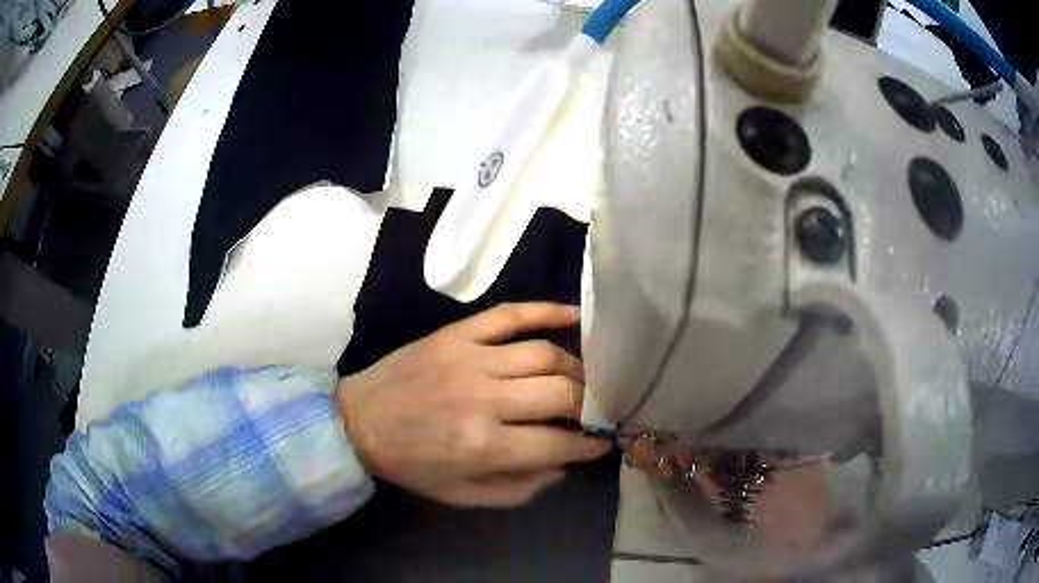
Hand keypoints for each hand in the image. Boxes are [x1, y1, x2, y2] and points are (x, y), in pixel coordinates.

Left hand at [336, 302, 611, 506]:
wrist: (359, 421)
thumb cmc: (412, 464)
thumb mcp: (464, 495)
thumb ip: (519, 488)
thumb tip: (563, 465)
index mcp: (484, 446)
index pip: (558, 443)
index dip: (589, 444)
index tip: (604, 440)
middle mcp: (484, 399)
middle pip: (560, 393)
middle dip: (588, 404)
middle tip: (594, 410)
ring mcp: (471, 359)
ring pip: (544, 354)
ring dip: (574, 367)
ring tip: (582, 379)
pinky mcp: (457, 334)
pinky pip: (511, 314)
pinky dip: (547, 311)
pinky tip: (575, 316)